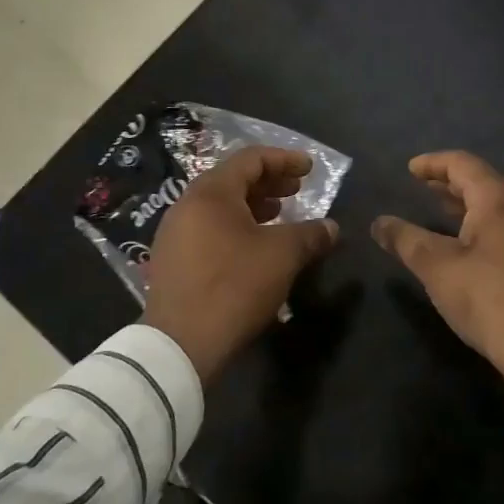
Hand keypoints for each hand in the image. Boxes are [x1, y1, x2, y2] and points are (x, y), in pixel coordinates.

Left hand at [143, 146, 339, 380]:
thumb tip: (332, 228)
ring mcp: (174, 233)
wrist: (181, 344)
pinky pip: (208, 228)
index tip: (309, 169)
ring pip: (219, 206)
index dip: (284, 159)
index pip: (250, 159)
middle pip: (232, 180)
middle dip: (269, 182)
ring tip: (279, 215)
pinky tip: (254, 246)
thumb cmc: (234, 286)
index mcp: (211, 193)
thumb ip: (310, 234)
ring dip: (253, 205)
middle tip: (297, 190)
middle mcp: (187, 205)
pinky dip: (236, 226)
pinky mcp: (172, 260)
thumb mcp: (282, 256)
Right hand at [372, 151, 503, 390]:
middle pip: (483, 181)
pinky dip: (481, 221)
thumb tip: (378, 223)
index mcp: (499, 200)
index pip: (463, 164)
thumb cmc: (488, 299)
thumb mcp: (437, 268)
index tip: (409, 170)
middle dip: (449, 182)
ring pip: (497, 204)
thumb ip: (405, 240)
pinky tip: (466, 242)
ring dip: (465, 204)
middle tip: (420, 187)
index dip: (433, 163)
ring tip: (438, 210)